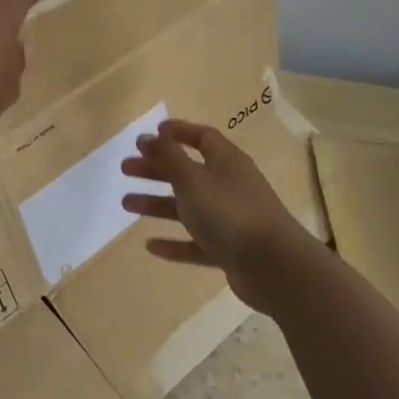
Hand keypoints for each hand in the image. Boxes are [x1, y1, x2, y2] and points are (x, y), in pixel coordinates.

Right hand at [120, 120, 312, 305]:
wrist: (273, 266)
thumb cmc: (229, 212)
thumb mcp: (192, 179)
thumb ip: (168, 157)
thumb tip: (148, 137)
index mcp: (227, 161)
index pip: (202, 137)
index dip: (178, 133)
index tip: (152, 133)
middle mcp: (230, 186)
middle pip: (189, 172)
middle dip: (157, 169)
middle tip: (126, 169)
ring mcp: (231, 220)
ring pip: (189, 207)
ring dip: (158, 204)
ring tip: (126, 203)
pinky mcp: (229, 250)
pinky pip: (196, 243)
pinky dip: (174, 243)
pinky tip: (150, 245)